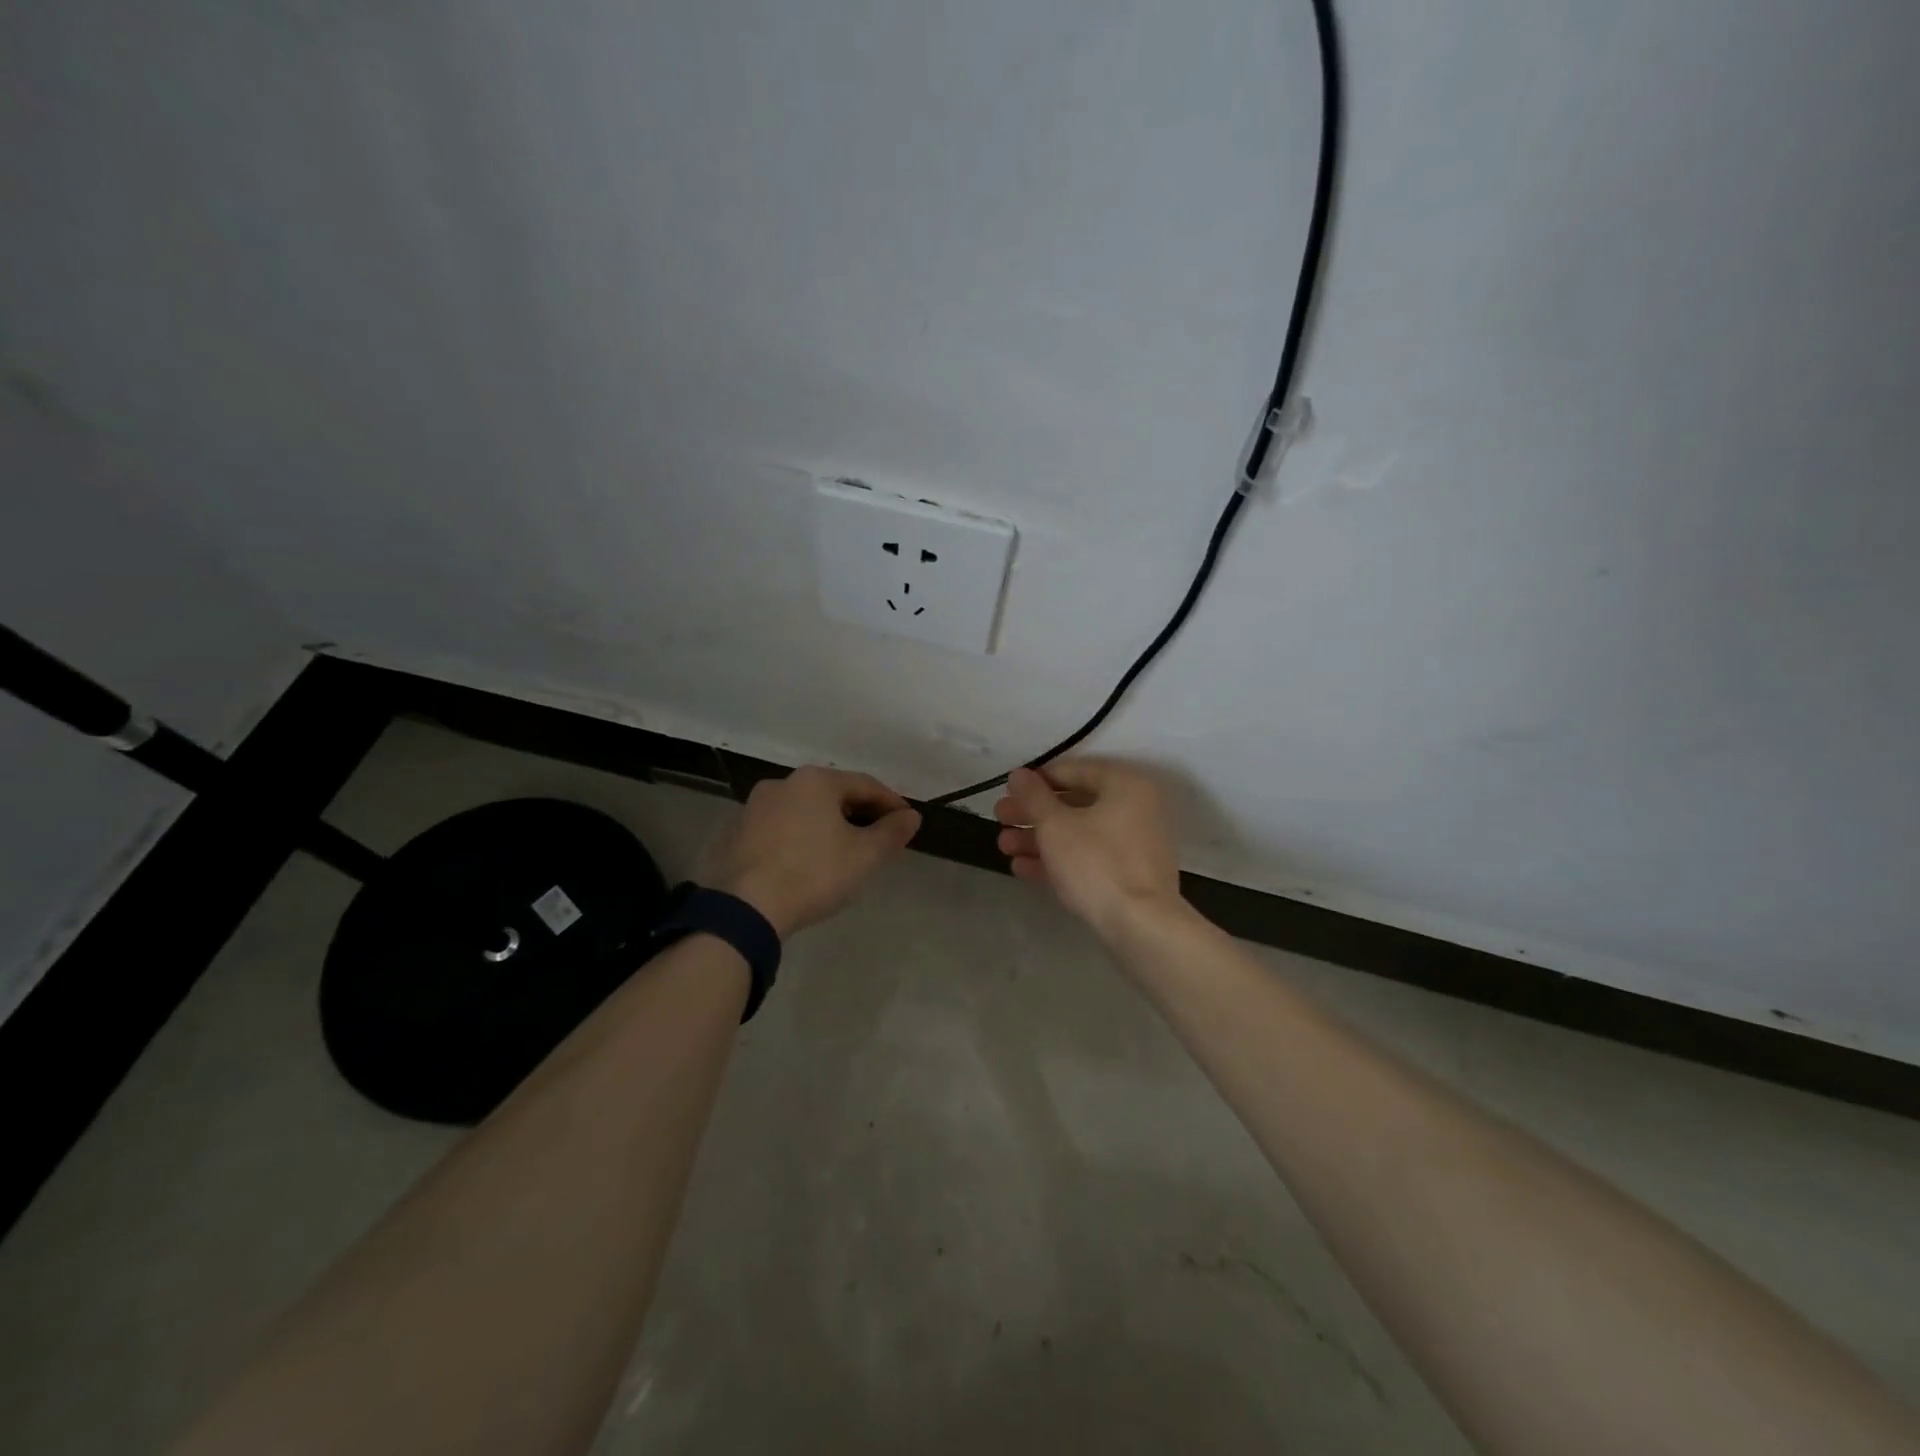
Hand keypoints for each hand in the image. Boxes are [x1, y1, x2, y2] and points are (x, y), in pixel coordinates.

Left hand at [705, 767, 921, 937]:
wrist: (743, 908)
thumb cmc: (813, 874)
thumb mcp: (865, 856)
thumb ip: (892, 833)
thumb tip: (911, 817)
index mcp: (816, 781)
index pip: (866, 784)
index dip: (891, 803)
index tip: (907, 823)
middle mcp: (782, 783)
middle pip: (833, 794)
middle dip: (859, 814)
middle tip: (878, 838)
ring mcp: (753, 808)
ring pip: (803, 811)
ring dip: (827, 826)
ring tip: (843, 852)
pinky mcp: (735, 834)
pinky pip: (779, 830)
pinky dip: (799, 839)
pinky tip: (806, 864)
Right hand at [993, 760, 1184, 940]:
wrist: (1140, 926)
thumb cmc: (1097, 863)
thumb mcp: (1056, 826)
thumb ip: (1033, 797)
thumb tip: (1018, 774)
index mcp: (1124, 785)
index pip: (1073, 770)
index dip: (1036, 780)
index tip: (1007, 791)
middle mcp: (1135, 808)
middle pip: (1074, 803)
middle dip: (1032, 813)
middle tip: (1000, 818)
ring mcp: (1133, 844)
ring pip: (1078, 833)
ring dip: (1039, 838)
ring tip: (1004, 846)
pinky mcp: (1128, 875)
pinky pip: (1088, 858)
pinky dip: (1058, 860)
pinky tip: (1022, 868)